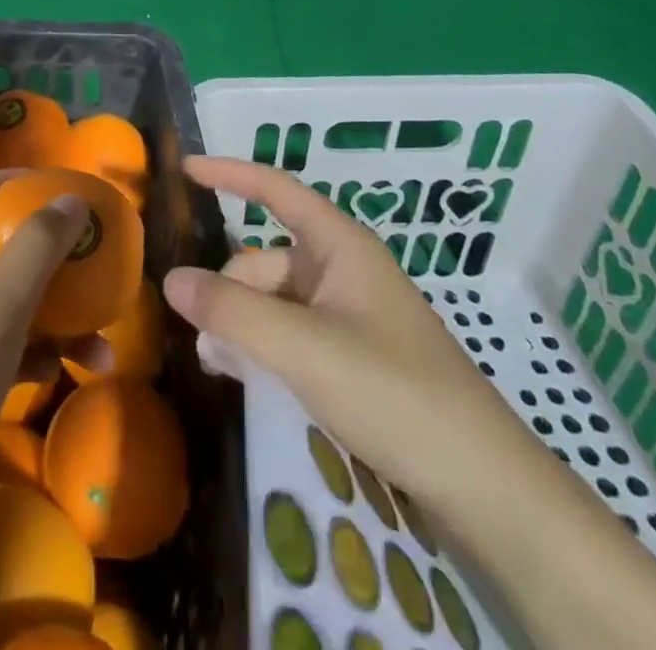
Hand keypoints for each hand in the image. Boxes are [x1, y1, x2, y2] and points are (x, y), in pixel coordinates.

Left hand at [0, 171, 109, 485]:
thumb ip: (36, 246)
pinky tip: (74, 370)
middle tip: (96, 257)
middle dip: (55, 248)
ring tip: (105, 334)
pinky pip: (20, 346)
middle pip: (9, 244)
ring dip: (63, 310)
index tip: (62, 189)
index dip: (17, 180)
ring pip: (21, 299)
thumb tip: (72, 198)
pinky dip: (48, 352)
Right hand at [162, 155, 538, 506]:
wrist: (484, 487)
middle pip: (265, 260)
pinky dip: (265, 349)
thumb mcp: (303, 348)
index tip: (185, 167)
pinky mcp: (354, 357)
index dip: (230, 173)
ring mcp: (350, 316)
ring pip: (274, 302)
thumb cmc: (393, 394)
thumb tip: (172, 279)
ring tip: (222, 367)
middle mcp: (343, 271)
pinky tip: (250, 380)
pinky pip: (291, 334)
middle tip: (207, 342)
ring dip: (244, 325)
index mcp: (341, 247)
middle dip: (230, 291)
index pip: (276, 190)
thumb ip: (232, 311)